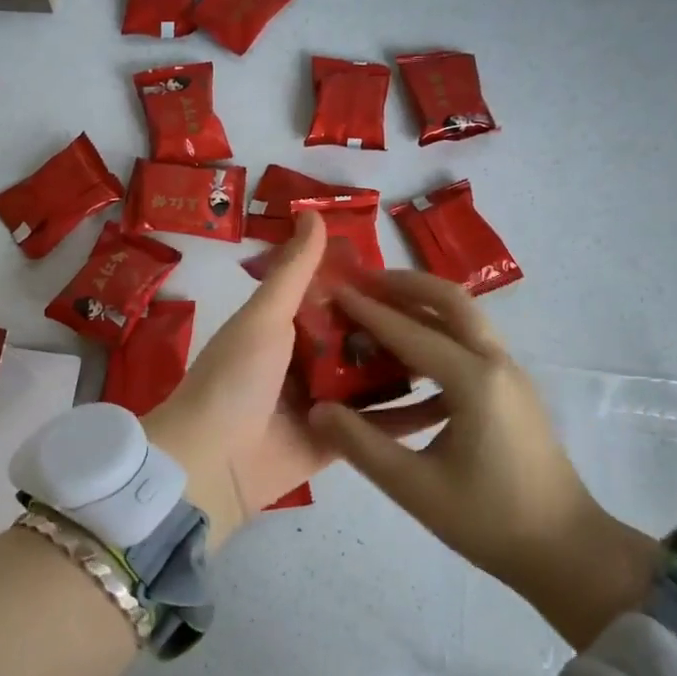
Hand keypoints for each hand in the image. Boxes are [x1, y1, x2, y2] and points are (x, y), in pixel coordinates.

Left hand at [145, 213, 444, 547]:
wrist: (211, 463)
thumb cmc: (236, 378)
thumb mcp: (264, 316)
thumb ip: (294, 270)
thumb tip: (313, 212)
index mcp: (285, 326)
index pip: (337, 297)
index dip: (371, 286)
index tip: (416, 278)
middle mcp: (307, 360)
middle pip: (361, 337)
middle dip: (399, 327)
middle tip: (454, 319)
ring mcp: (326, 403)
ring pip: (374, 378)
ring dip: (410, 367)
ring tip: (465, 353)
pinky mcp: (341, 442)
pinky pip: (379, 425)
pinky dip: (409, 415)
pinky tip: (453, 402)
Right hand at [310, 271, 657, 647]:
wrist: (568, 551)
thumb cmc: (491, 521)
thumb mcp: (415, 488)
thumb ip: (361, 445)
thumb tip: (317, 410)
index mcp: (474, 381)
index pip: (410, 332)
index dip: (368, 309)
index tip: (334, 288)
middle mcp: (495, 363)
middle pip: (450, 300)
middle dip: (404, 284)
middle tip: (362, 281)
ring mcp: (510, 374)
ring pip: (464, 318)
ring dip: (422, 305)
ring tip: (380, 308)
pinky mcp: (513, 389)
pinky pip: (471, 343)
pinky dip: (437, 334)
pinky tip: (408, 362)